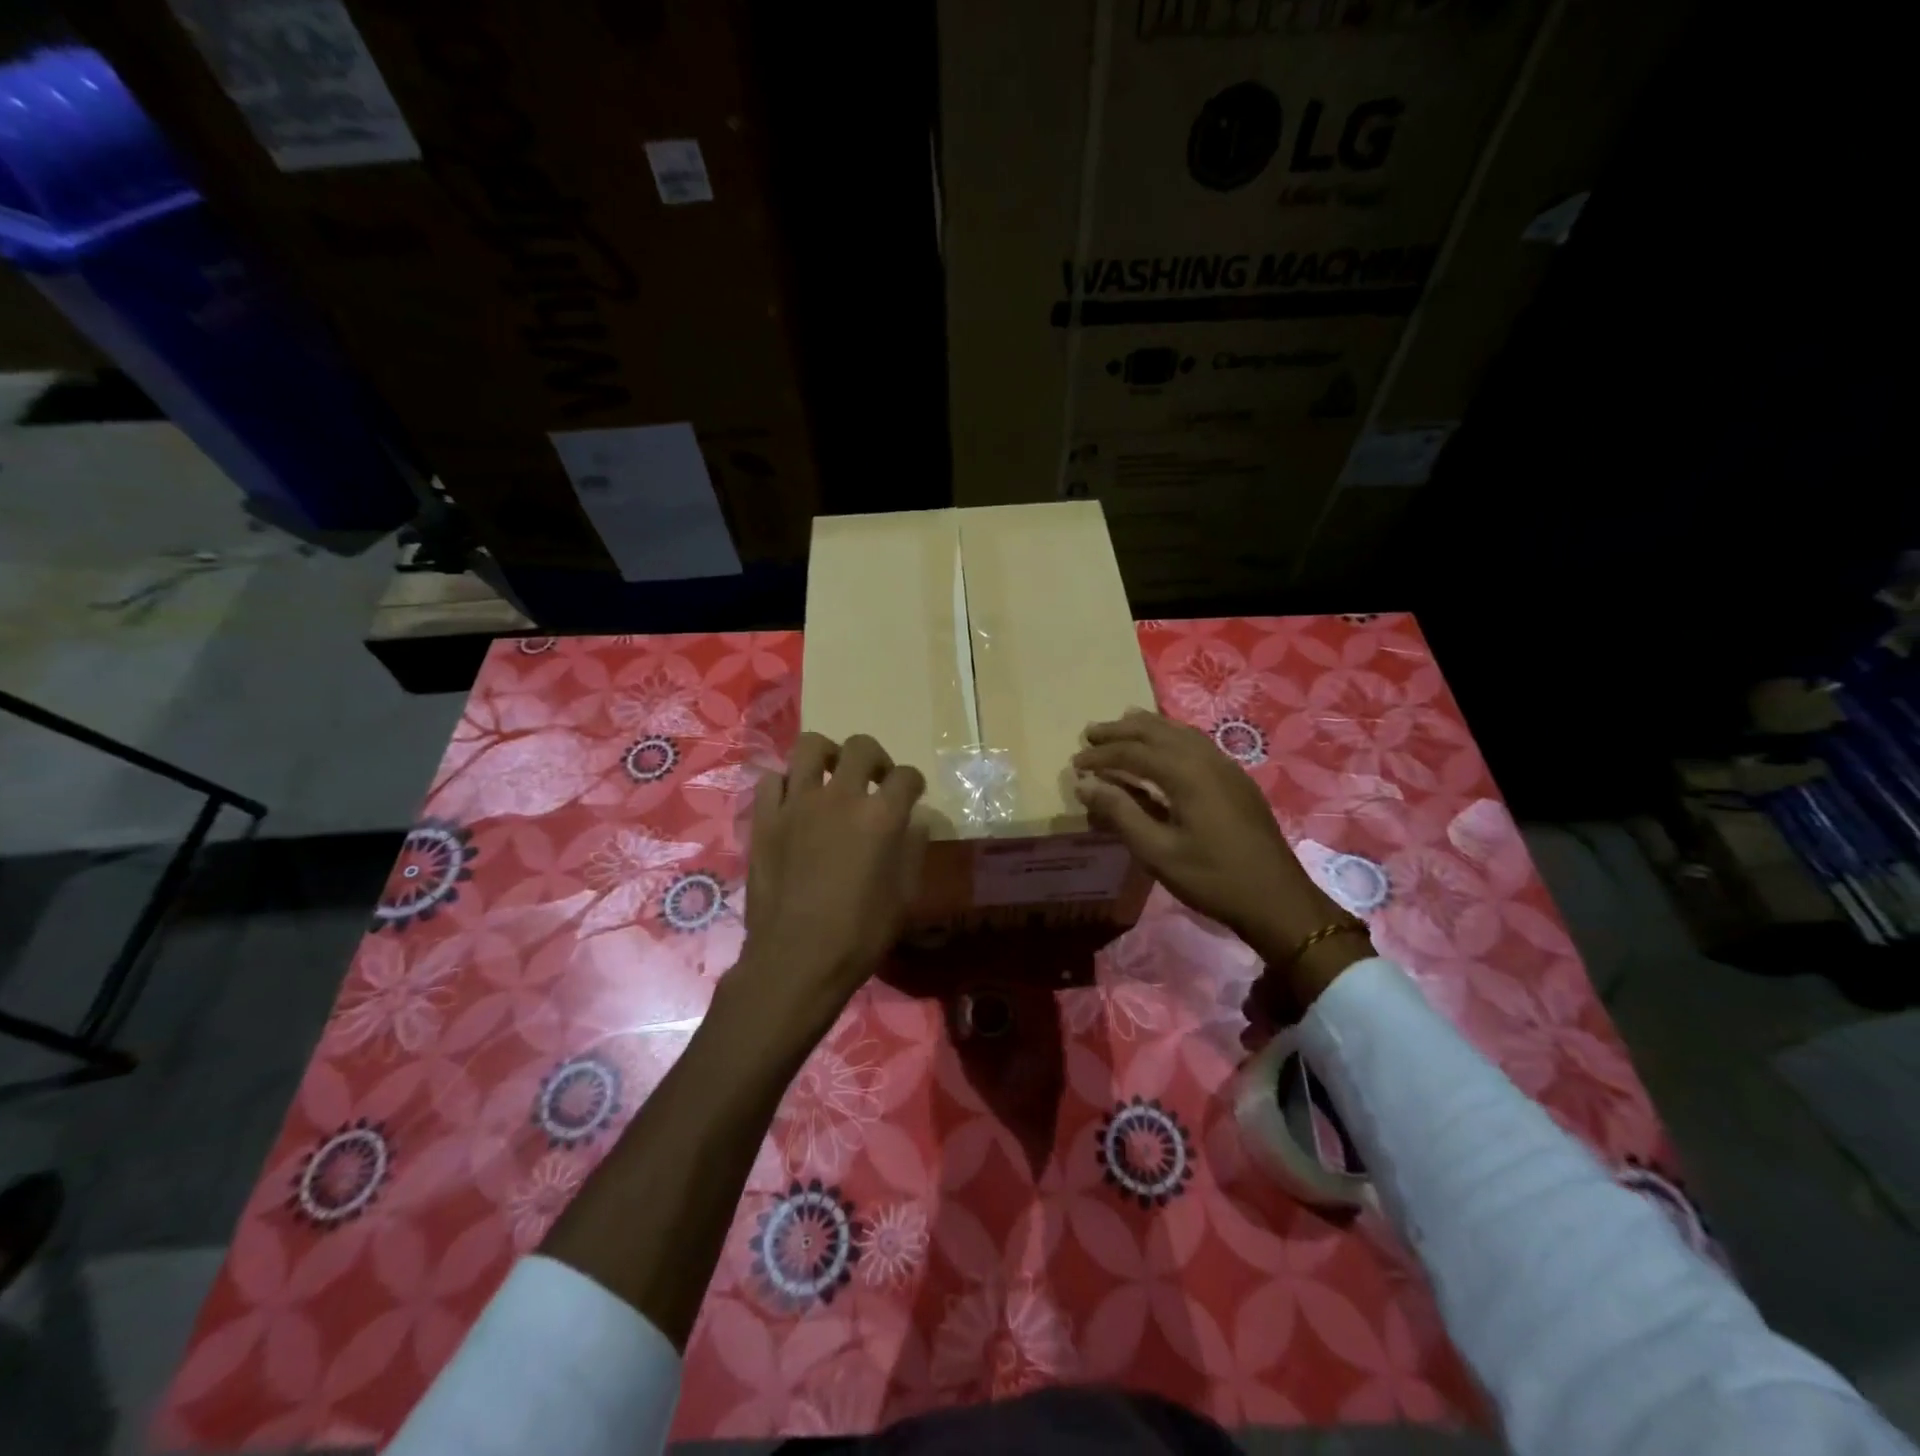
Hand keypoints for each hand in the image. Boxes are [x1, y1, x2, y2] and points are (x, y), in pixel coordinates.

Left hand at [728, 732, 927, 1049]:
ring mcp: (797, 805)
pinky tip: (794, 802)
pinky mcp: (765, 819)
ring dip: (827, 755)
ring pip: (809, 747)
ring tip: (831, 775)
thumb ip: (912, 850)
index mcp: (880, 816)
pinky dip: (786, 783)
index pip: (907, 777)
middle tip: (875, 780)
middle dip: (877, 758)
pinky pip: (772, 780)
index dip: (914, 783)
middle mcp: (839, 798)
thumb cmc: (859, 934)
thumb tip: (914, 822)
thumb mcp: (904, 897)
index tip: (912, 795)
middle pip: (861, 748)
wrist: (796, 960)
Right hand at [1072, 710, 1369, 1005]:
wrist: (1277, 900)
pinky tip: (1166, 745)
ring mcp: (1226, 766)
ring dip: (1148, 727)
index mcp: (1186, 773)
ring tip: (1123, 723)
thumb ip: (1120, 813)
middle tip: (1091, 733)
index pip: (1133, 752)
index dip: (1101, 756)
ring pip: (1181, 732)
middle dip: (1121, 731)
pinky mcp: (1237, 779)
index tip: (1075, 764)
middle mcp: (1207, 759)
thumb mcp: (1157, 852)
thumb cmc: (1212, 878)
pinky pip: (1197, 742)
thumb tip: (1085, 784)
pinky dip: (1172, 735)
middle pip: (1157, 732)